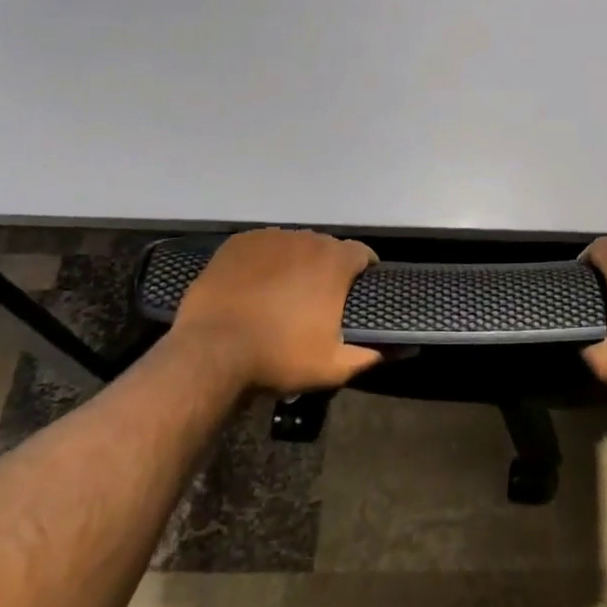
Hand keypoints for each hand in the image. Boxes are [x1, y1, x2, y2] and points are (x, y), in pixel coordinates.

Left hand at [161, 228, 379, 394]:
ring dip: (296, 263)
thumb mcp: (333, 367)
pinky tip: (255, 285)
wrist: (212, 352)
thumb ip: (368, 355)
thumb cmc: (279, 357)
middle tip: (319, 298)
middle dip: (328, 268)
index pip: (362, 253)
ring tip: (284, 292)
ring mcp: (269, 238)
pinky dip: (265, 262)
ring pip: (293, 245)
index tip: (360, 289)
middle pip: (326, 247)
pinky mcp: (237, 244)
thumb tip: (394, 350)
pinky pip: (262, 247)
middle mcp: (305, 239)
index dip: (365, 269)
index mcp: (334, 262)